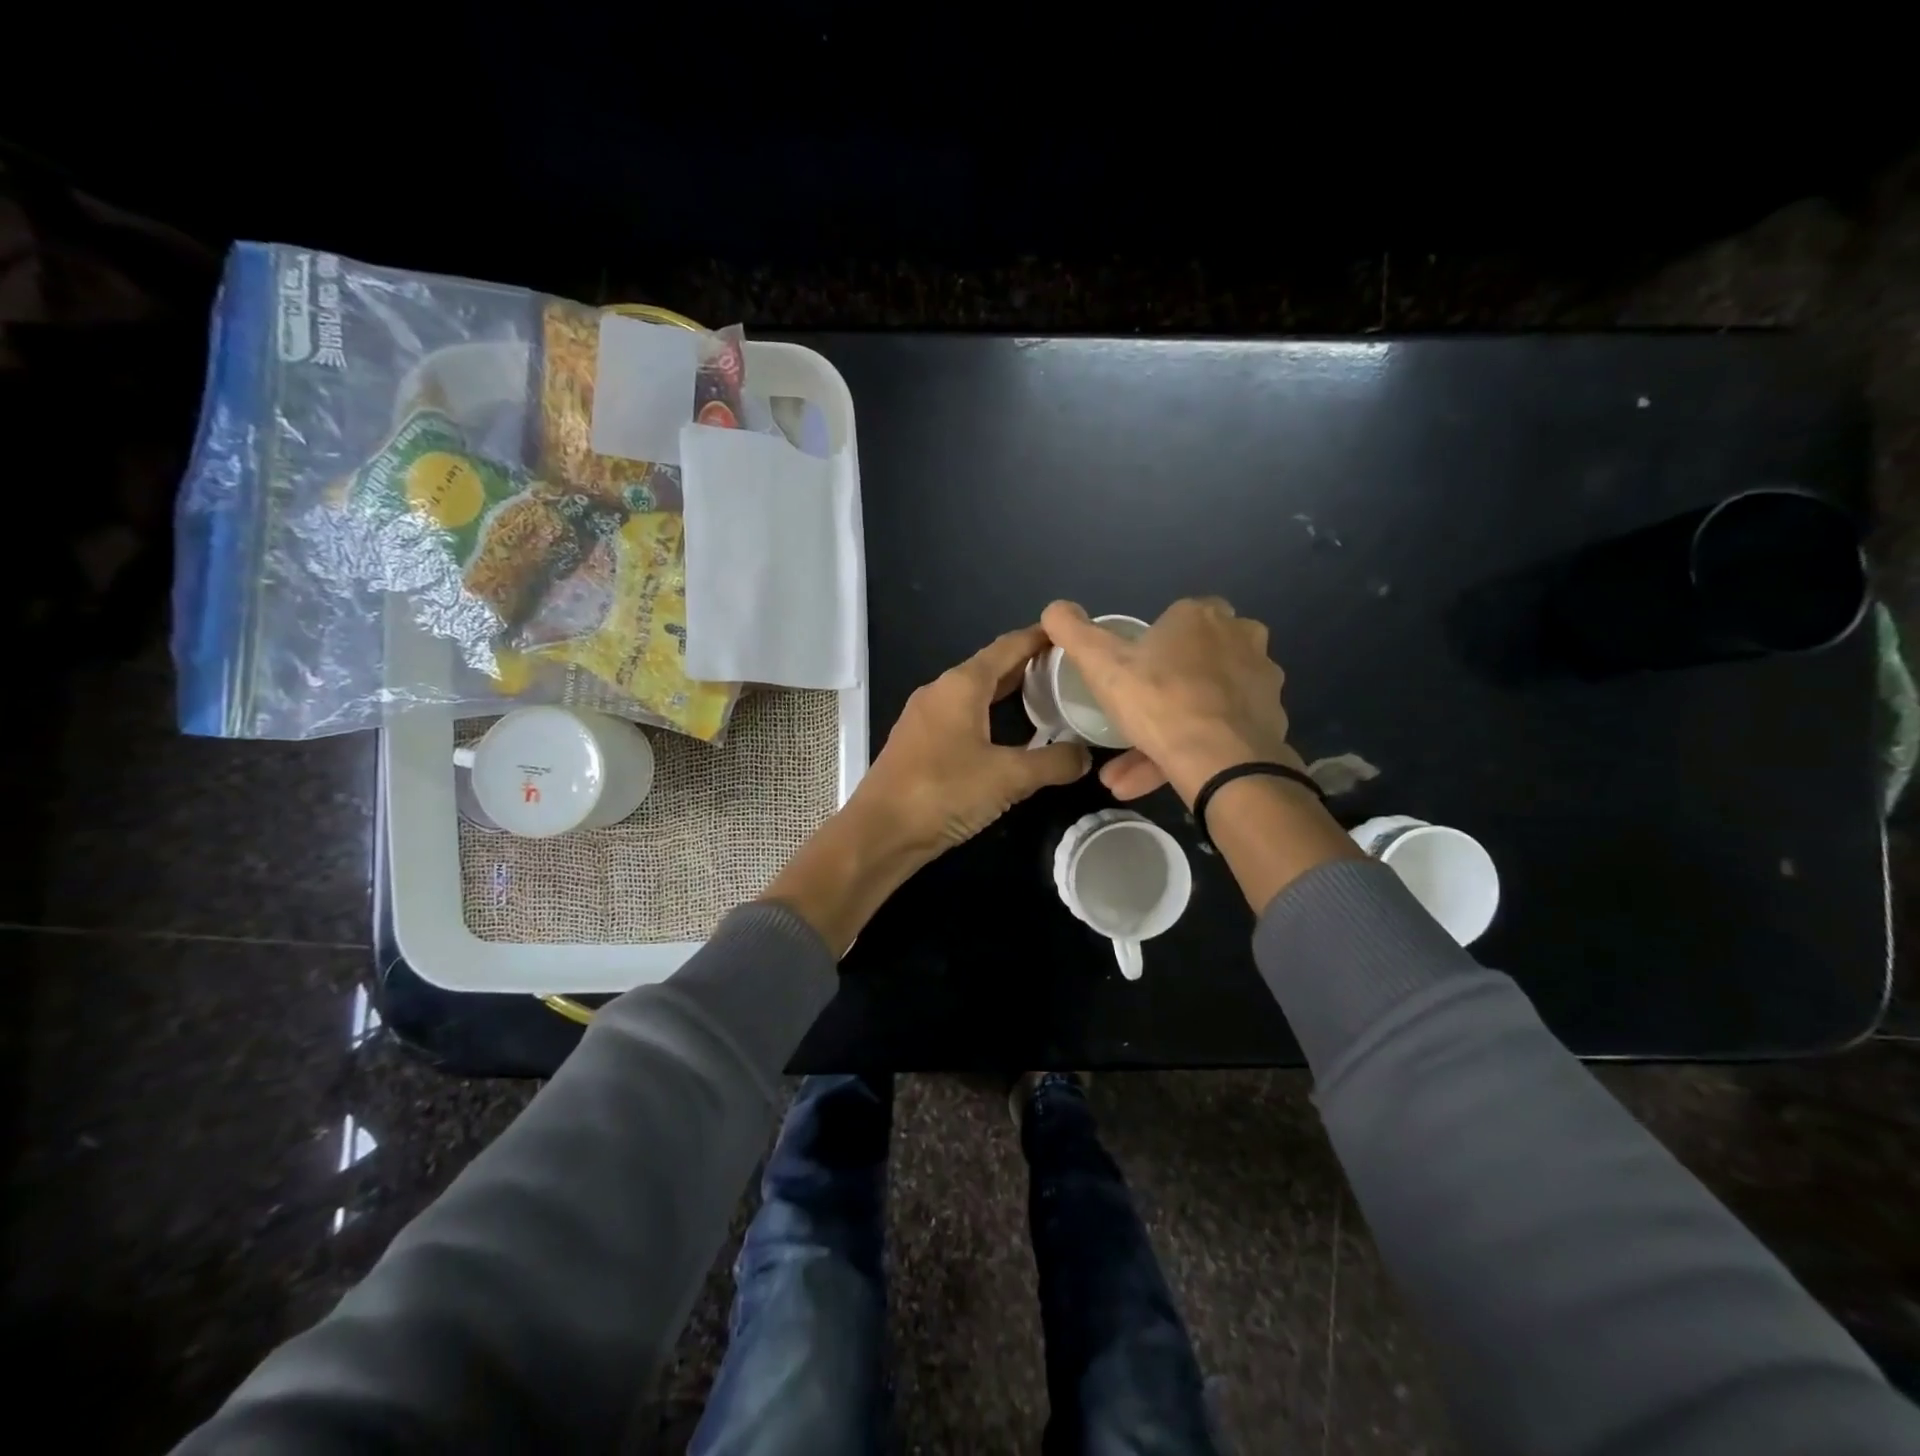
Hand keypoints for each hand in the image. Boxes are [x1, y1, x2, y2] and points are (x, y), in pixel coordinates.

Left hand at [854, 624, 1092, 852]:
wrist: (880, 831)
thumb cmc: (944, 792)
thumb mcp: (1008, 777)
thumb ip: (1053, 763)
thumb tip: (1086, 756)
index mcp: (962, 684)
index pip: (1008, 647)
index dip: (1040, 637)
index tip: (1072, 633)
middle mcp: (941, 691)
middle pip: (991, 668)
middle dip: (1029, 666)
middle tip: (1069, 671)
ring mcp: (925, 717)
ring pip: (975, 694)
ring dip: (1009, 693)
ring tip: (1047, 699)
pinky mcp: (919, 742)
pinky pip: (962, 716)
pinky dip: (990, 715)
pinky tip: (1009, 735)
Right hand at [1040, 597, 1301, 806]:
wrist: (1222, 760)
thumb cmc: (1158, 700)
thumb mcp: (1100, 664)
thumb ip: (1073, 632)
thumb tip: (1052, 608)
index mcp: (1202, 616)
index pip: (1175, 619)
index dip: (1150, 647)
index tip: (1129, 676)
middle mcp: (1241, 638)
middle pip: (1192, 662)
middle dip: (1158, 696)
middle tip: (1128, 725)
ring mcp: (1261, 680)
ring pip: (1203, 704)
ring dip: (1167, 733)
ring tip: (1127, 774)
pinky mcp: (1271, 720)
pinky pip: (1221, 732)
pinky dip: (1193, 750)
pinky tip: (1162, 777)